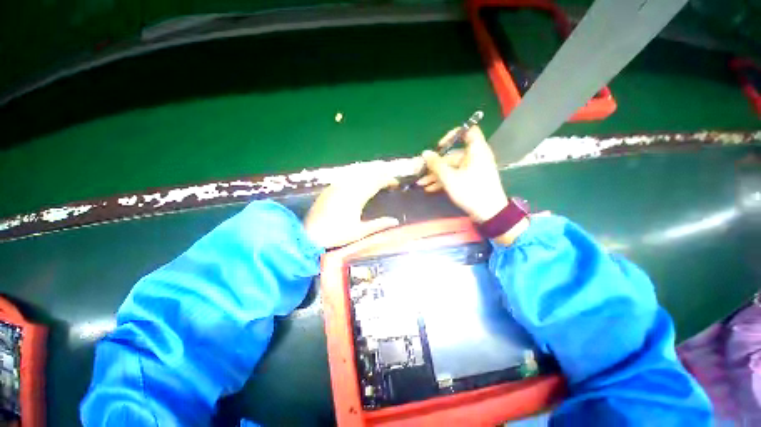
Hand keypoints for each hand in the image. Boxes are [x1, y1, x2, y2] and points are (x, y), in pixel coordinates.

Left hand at [305, 172, 399, 248]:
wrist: (309, 235)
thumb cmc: (335, 235)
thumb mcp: (359, 232)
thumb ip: (378, 225)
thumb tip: (395, 221)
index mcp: (357, 197)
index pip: (376, 183)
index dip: (387, 180)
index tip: (396, 183)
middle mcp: (347, 187)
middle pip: (367, 174)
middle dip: (380, 171)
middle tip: (389, 174)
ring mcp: (337, 186)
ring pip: (356, 172)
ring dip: (369, 171)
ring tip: (378, 172)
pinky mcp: (330, 188)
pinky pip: (347, 176)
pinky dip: (357, 174)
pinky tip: (358, 177)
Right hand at [417, 126, 508, 222]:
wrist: (489, 213)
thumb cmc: (470, 191)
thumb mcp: (450, 178)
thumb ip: (436, 164)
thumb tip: (425, 153)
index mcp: (476, 150)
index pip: (468, 131)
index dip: (453, 135)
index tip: (439, 146)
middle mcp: (475, 157)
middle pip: (453, 154)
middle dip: (436, 164)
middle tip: (421, 171)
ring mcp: (473, 169)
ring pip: (452, 167)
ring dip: (437, 175)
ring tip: (422, 183)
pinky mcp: (471, 180)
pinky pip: (456, 175)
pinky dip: (444, 180)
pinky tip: (431, 188)